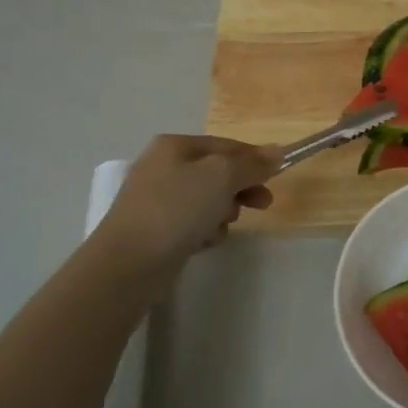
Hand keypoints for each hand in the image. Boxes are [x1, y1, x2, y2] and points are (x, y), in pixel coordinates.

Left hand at [95, 134, 280, 274]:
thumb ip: (252, 164)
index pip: (226, 145)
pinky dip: (204, 231)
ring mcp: (158, 199)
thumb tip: (278, 152)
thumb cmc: (176, 209)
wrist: (129, 262)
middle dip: (241, 189)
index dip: (254, 159)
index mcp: (175, 146)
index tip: (276, 178)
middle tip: (262, 205)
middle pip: (218, 173)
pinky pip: (193, 223)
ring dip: (223, 213)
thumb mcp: (221, 177)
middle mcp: (164, 166)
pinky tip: (203, 242)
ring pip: (208, 200)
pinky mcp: (157, 228)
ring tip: (220, 227)